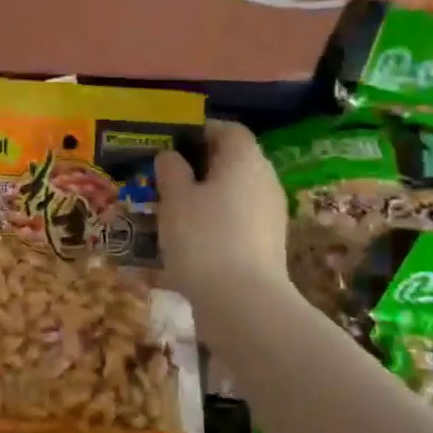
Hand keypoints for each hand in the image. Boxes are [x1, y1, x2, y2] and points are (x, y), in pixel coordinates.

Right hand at [155, 120, 288, 303]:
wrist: (243, 303)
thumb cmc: (203, 238)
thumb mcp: (174, 198)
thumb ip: (171, 170)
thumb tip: (171, 156)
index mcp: (244, 159)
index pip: (228, 129)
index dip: (199, 130)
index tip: (170, 142)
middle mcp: (264, 180)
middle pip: (231, 162)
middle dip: (197, 167)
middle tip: (163, 178)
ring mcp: (269, 215)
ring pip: (232, 194)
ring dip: (203, 198)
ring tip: (168, 212)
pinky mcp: (267, 245)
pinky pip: (235, 222)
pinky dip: (213, 224)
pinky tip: (186, 242)